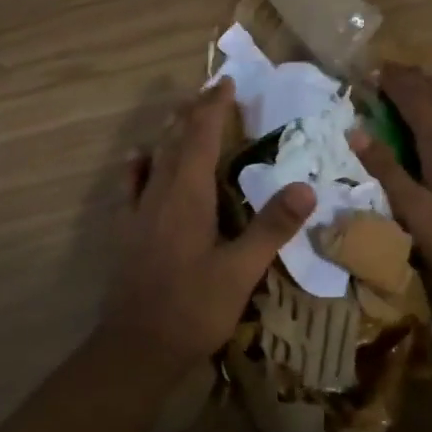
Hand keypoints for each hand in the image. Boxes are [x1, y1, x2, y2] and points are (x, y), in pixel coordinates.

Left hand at [100, 77, 316, 363]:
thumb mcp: (241, 271)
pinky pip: (130, 185)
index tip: (226, 82)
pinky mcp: (125, 232)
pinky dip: (139, 165)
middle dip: (194, 112)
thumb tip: (306, 187)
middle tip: (212, 91)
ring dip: (170, 132)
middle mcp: (159, 193)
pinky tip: (140, 159)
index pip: (201, 137)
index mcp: (187, 195)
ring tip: (182, 114)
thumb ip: (271, 228)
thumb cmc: (193, 309)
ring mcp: (137, 212)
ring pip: (154, 158)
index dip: (213, 108)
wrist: (135, 348)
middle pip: (176, 140)